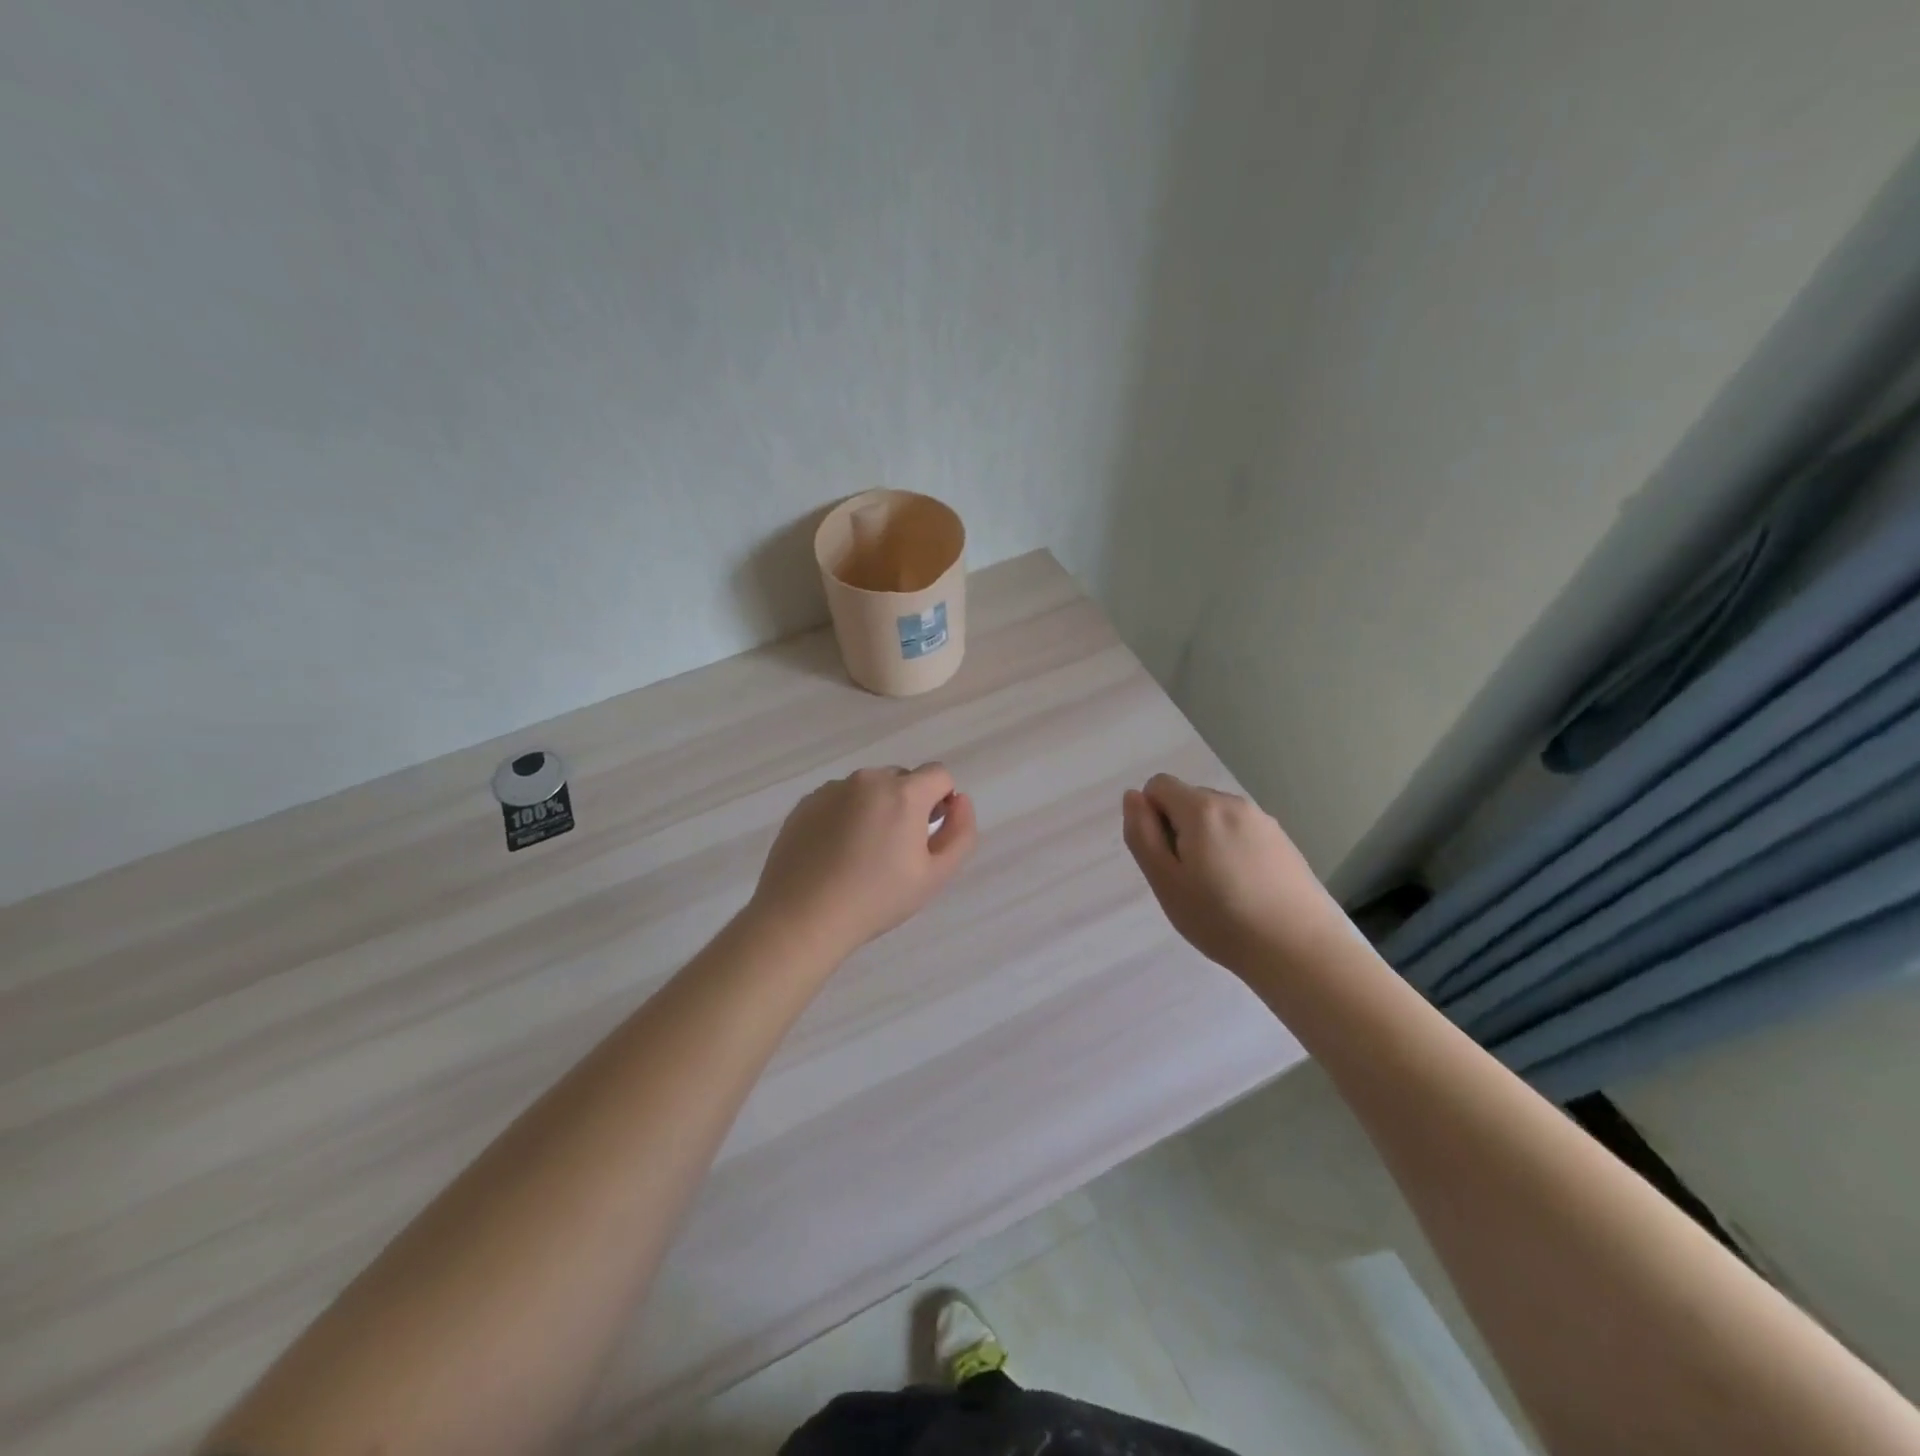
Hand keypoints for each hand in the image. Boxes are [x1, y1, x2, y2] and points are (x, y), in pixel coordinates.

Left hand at [750, 764, 977, 960]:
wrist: (801, 917)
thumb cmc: (876, 899)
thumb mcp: (935, 875)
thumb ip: (961, 832)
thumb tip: (959, 800)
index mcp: (903, 793)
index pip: (939, 774)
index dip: (942, 802)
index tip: (928, 835)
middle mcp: (867, 780)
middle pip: (902, 779)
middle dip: (908, 805)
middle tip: (895, 851)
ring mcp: (831, 789)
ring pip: (868, 789)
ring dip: (875, 809)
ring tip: (860, 855)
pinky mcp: (805, 803)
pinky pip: (838, 800)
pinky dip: (845, 816)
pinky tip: (834, 854)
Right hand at [1122, 773, 1345, 975]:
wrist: (1300, 950)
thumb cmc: (1220, 919)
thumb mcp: (1165, 881)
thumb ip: (1142, 834)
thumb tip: (1133, 796)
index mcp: (1202, 809)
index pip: (1158, 785)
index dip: (1151, 818)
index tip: (1165, 858)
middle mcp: (1234, 803)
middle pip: (1189, 800)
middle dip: (1179, 830)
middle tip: (1188, 881)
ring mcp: (1263, 821)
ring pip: (1216, 819)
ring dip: (1205, 842)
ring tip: (1218, 890)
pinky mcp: (1283, 842)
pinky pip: (1241, 834)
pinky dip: (1232, 852)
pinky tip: (1245, 891)